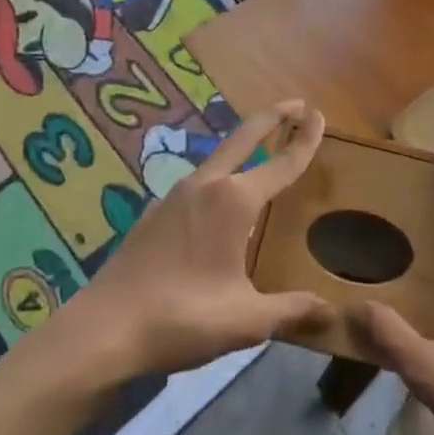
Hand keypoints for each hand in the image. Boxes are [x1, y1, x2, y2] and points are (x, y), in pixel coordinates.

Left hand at [54, 101, 332, 381]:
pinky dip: (220, 173)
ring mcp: (175, 196)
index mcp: (234, 202)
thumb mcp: (246, 320)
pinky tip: (218, 199)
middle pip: (244, 138)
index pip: (281, 163)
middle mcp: (206, 186)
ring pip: (218, 157)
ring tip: (261, 148)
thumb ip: (291, 312)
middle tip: (297, 104)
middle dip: (272, 118)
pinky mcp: (155, 214)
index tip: (320, 115)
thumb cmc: (181, 317)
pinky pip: (198, 181)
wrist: (102, 330)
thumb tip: (331, 315)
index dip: (305, 140)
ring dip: (243, 144)